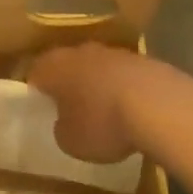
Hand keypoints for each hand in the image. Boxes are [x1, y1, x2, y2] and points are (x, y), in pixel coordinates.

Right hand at [28, 42, 192, 164]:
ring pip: (96, 67)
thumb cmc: (102, 123)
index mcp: (54, 66)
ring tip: (103, 111)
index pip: (35, 73)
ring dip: (96, 84)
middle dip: (67, 84)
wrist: (157, 104)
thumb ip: (61, 129)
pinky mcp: (141, 59)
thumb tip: (64, 123)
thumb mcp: (71, 142)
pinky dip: (122, 88)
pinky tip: (131, 110)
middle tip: (70, 108)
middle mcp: (79, 51)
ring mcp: (112, 51)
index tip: (40, 108)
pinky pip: (122, 74)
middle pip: (66, 65)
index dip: (36, 91)